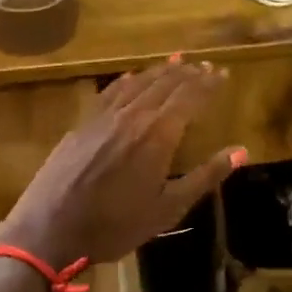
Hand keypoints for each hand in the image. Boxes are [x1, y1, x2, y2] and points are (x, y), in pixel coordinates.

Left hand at [0, 58, 242, 272]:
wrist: (49, 230)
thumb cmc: (115, 225)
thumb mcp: (168, 208)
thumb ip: (205, 176)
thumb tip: (241, 151)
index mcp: (159, 134)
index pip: (190, 97)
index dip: (207, 83)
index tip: (222, 73)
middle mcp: (134, 115)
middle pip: (165, 84)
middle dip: (188, 73)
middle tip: (204, 64)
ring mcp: (105, 116)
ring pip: (139, 83)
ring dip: (161, 71)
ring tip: (177, 61)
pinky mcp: (83, 123)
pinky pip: (111, 91)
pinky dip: (129, 80)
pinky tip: (133, 76)